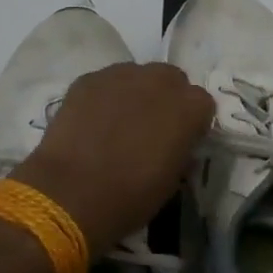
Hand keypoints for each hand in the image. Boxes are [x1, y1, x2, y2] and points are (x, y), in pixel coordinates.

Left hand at [11, 62, 214, 254]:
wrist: (71, 194)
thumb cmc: (130, 197)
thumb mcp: (172, 182)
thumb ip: (181, 152)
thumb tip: (177, 145)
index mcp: (189, 107)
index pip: (201, 103)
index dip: (191, 122)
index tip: (180, 140)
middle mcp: (159, 81)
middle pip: (170, 79)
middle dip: (165, 98)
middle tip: (150, 126)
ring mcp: (121, 75)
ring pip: (136, 75)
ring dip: (134, 92)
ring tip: (118, 121)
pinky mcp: (88, 79)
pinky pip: (105, 82)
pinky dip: (104, 96)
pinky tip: (92, 120)